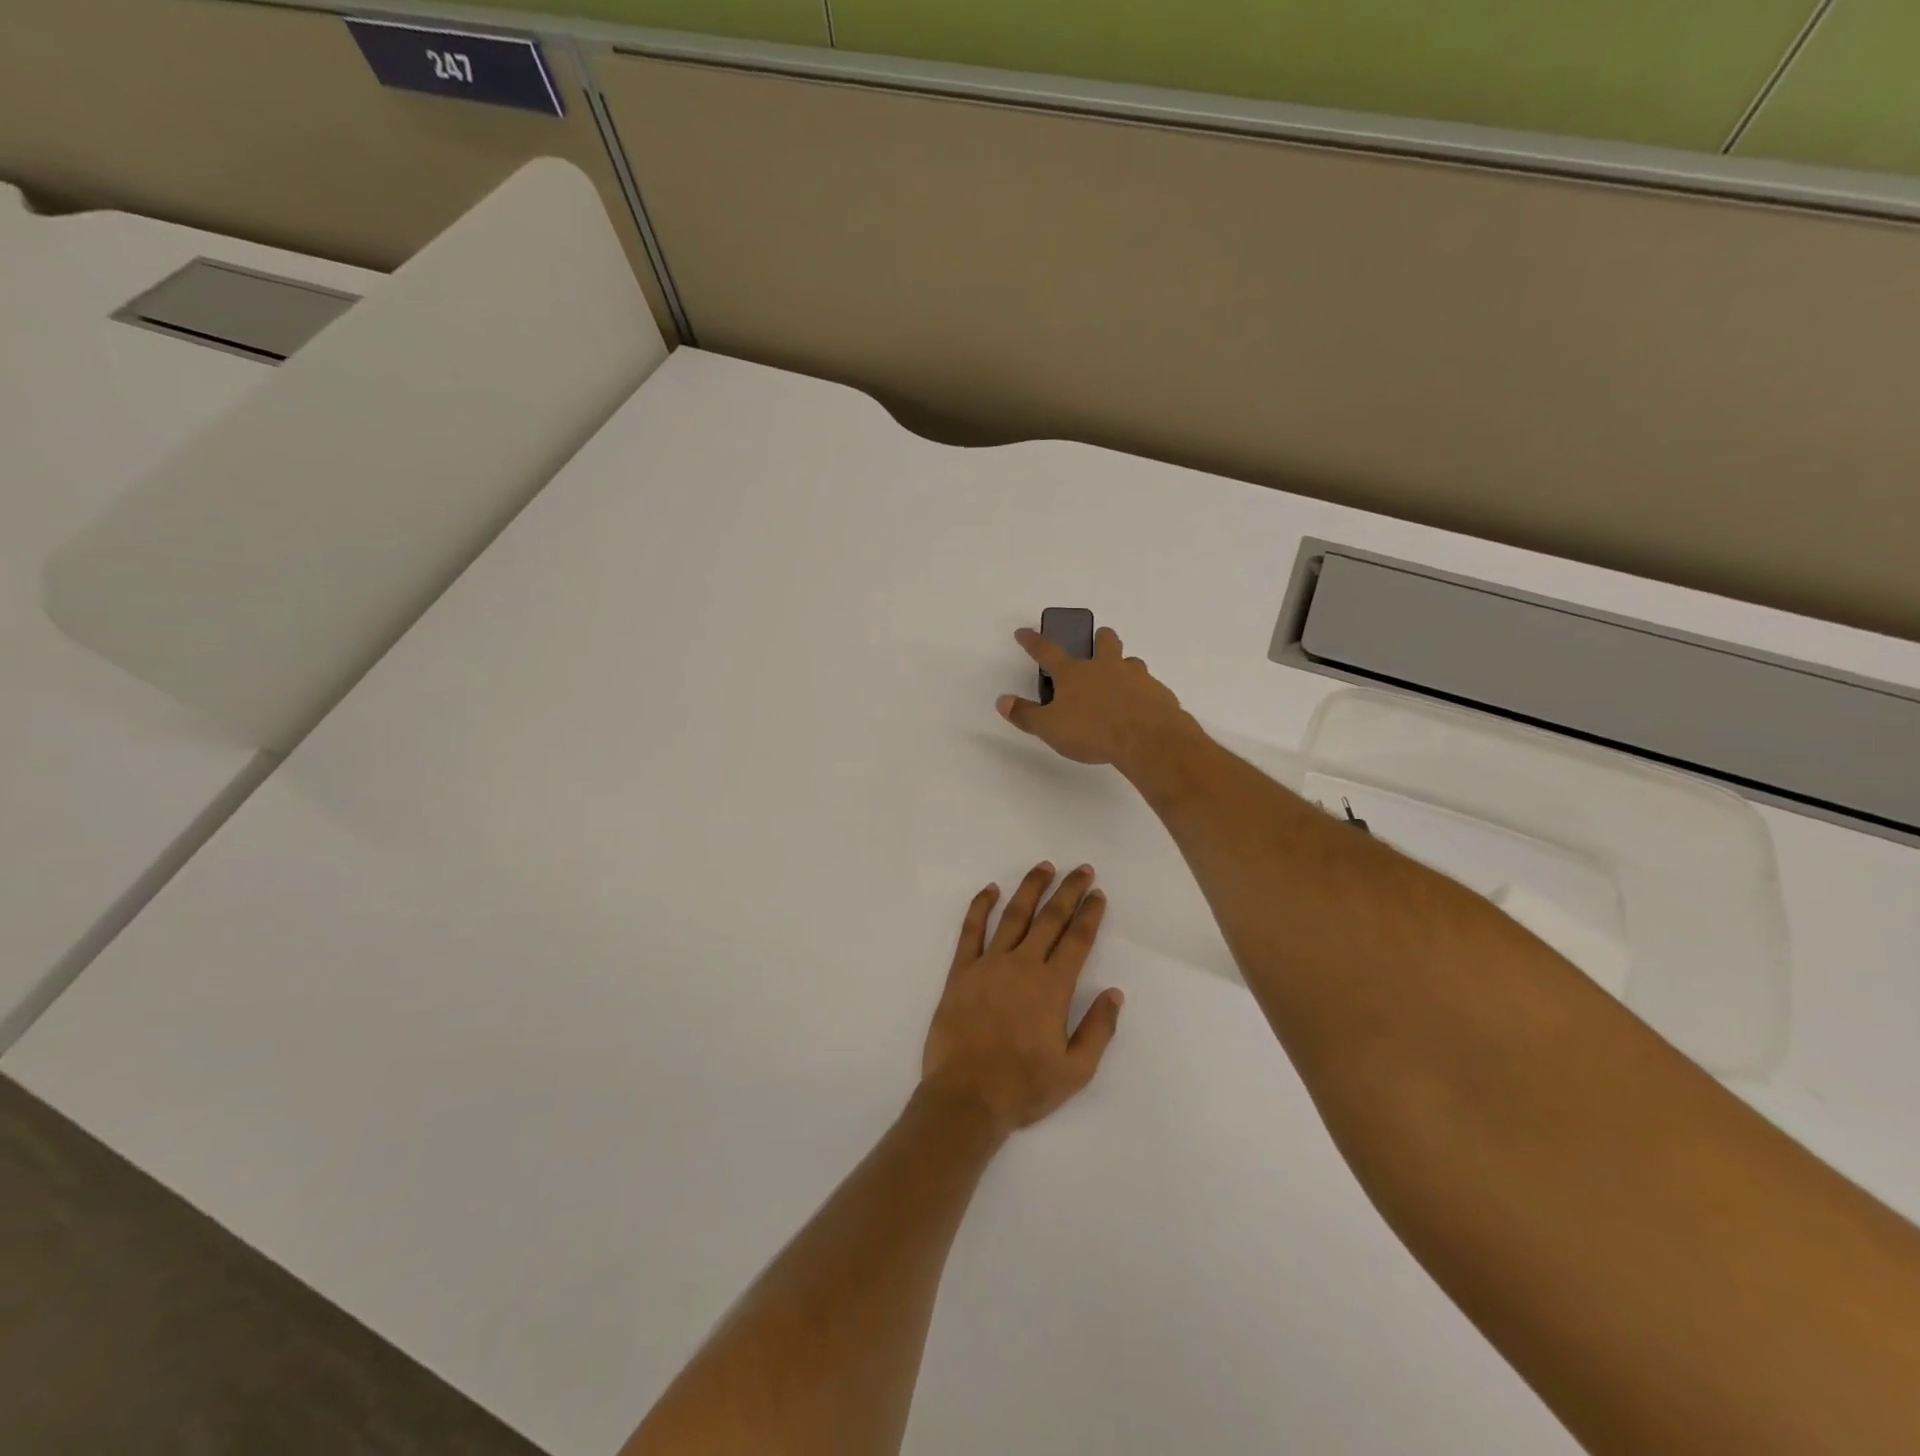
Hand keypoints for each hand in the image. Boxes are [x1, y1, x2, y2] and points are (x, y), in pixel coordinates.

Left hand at [922, 863, 1125, 1135]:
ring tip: (1044, 868)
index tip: (1098, 894)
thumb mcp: (1075, 1070)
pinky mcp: (961, 971)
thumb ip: (1098, 1029)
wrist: (966, 1096)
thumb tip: (1115, 993)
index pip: (1077, 939)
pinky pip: (971, 930)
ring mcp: (989, 964)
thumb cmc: (1023, 1087)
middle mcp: (1022, 965)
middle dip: (1068, 891)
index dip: (1090, 914)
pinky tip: (990, 890)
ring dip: (1030, 889)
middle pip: (1050, 919)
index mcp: (1052, 987)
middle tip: (1081, 870)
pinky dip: (980, 907)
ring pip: (1013, 915)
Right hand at [997, 626, 1193, 768]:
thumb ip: (1026, 714)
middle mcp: (1106, 667)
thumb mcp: (1050, 728)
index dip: (1033, 641)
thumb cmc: (1092, 731)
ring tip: (1121, 678)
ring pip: (1131, 662)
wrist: (1147, 740)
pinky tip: (1141, 708)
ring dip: (1124, 665)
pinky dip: (1142, 692)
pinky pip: (1149, 687)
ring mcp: (1136, 677)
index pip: (1047, 651)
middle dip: (1099, 638)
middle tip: (1097, 640)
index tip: (1024, 632)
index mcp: (1074, 673)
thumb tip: (1002, 701)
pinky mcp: (1159, 693)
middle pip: (1104, 642)